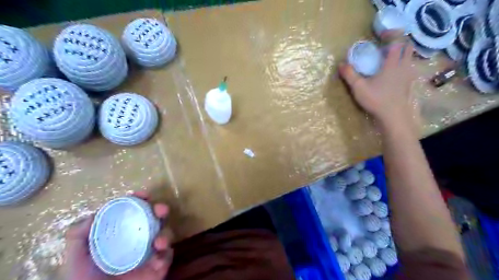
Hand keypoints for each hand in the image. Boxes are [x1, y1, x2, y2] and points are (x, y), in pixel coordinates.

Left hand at [64, 192, 172, 279]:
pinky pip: (168, 255)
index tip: (143, 195)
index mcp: (122, 234)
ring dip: (166, 234)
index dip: (139, 201)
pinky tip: (158, 258)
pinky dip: (166, 254)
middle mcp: (138, 239)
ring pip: (165, 233)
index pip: (134, 212)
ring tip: (159, 242)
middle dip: (160, 210)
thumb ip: (78, 236)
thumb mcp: (76, 258)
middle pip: (154, 218)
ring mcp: (150, 251)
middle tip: (161, 210)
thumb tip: (94, 214)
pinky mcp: (159, 266)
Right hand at [339, 35, 417, 130]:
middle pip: (408, 47)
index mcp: (392, 64)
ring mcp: (408, 75)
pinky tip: (395, 73)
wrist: (393, 116)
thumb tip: (341, 64)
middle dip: (399, 42)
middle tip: (387, 45)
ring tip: (390, 57)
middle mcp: (403, 66)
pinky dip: (404, 65)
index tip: (381, 35)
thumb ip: (350, 75)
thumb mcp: (359, 88)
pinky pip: (410, 68)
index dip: (391, 34)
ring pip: (411, 57)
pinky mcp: (409, 84)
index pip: (397, 42)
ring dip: (403, 53)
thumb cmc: (376, 100)